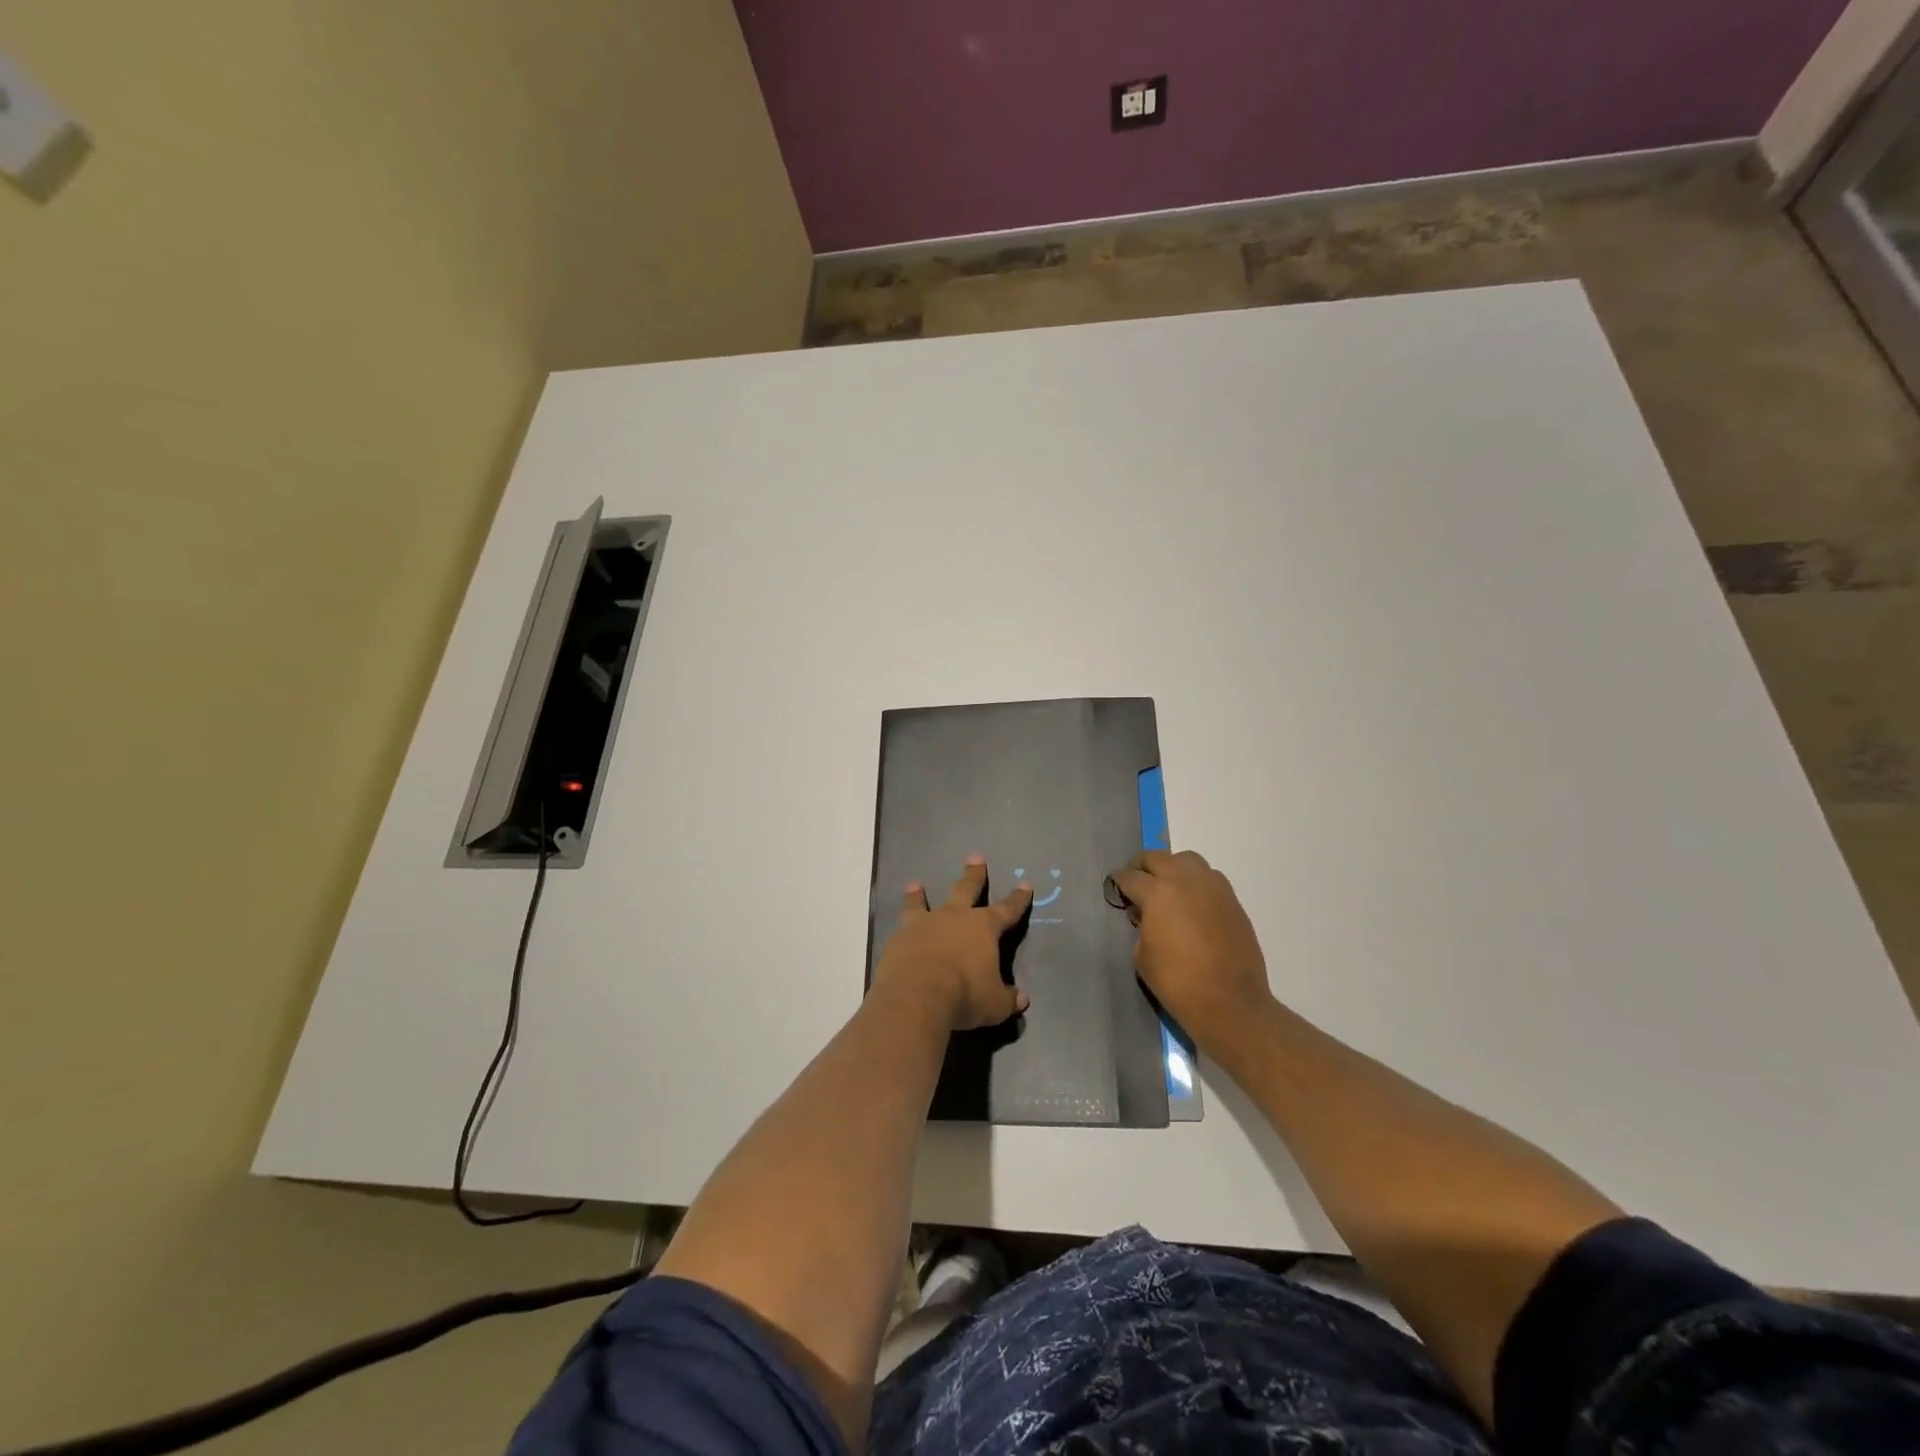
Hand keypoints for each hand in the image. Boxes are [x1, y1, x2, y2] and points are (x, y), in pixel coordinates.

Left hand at [875, 858, 1032, 1030]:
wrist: (915, 995)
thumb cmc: (964, 995)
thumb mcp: (995, 1004)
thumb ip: (1008, 998)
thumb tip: (1022, 999)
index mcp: (983, 927)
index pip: (1006, 909)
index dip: (1017, 898)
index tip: (1025, 884)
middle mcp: (954, 917)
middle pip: (966, 889)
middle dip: (974, 874)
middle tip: (975, 857)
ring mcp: (924, 924)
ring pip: (923, 902)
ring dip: (920, 894)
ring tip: (915, 884)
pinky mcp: (899, 937)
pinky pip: (902, 926)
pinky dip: (903, 924)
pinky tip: (898, 929)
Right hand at [1108, 849, 1270, 1045]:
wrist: (1230, 1002)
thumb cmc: (1177, 983)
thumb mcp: (1141, 955)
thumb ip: (1140, 926)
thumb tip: (1146, 915)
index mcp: (1157, 893)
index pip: (1130, 877)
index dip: (1118, 883)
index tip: (1114, 889)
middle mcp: (1185, 880)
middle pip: (1157, 858)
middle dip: (1142, 868)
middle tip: (1136, 884)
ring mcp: (1212, 887)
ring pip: (1187, 861)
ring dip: (1172, 869)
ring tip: (1167, 890)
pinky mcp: (1232, 900)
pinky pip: (1209, 879)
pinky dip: (1195, 883)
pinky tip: (1191, 905)